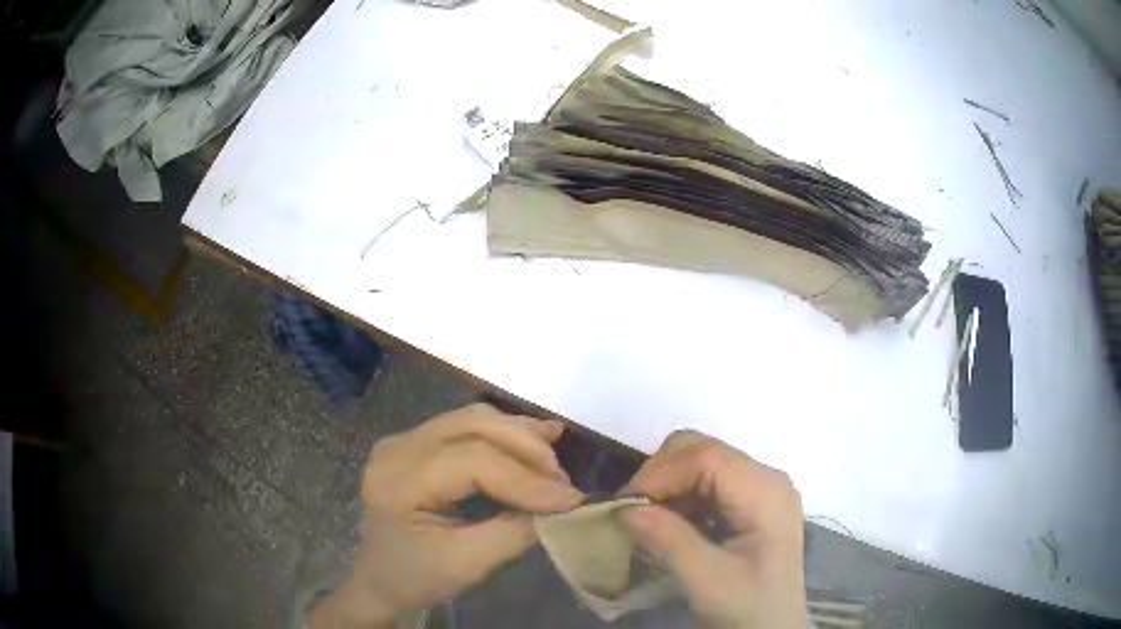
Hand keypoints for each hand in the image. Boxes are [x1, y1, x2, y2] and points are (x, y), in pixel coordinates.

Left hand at [310, 404, 582, 627]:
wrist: (379, 578)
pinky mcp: (417, 443)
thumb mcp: (466, 564)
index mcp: (397, 481)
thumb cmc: (415, 576)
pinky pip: (466, 426)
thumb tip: (564, 506)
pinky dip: (505, 433)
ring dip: (519, 435)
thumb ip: (514, 532)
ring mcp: (404, 440)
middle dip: (526, 448)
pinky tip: (537, 436)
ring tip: (556, 458)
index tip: (569, 499)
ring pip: (472, 419)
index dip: (525, 479)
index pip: (471, 462)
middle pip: (472, 426)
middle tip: (563, 479)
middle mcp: (396, 447)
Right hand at [619, 431, 805, 628]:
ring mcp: (760, 490)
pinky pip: (707, 484)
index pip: (707, 456)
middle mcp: (766, 479)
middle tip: (633, 512)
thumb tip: (625, 509)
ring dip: (668, 488)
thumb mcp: (708, 580)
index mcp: (766, 492)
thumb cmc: (749, 608)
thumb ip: (669, 541)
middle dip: (662, 475)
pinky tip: (671, 527)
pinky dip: (681, 499)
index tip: (625, 504)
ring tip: (648, 524)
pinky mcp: (751, 504)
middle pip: (704, 451)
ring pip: (701, 464)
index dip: (661, 472)